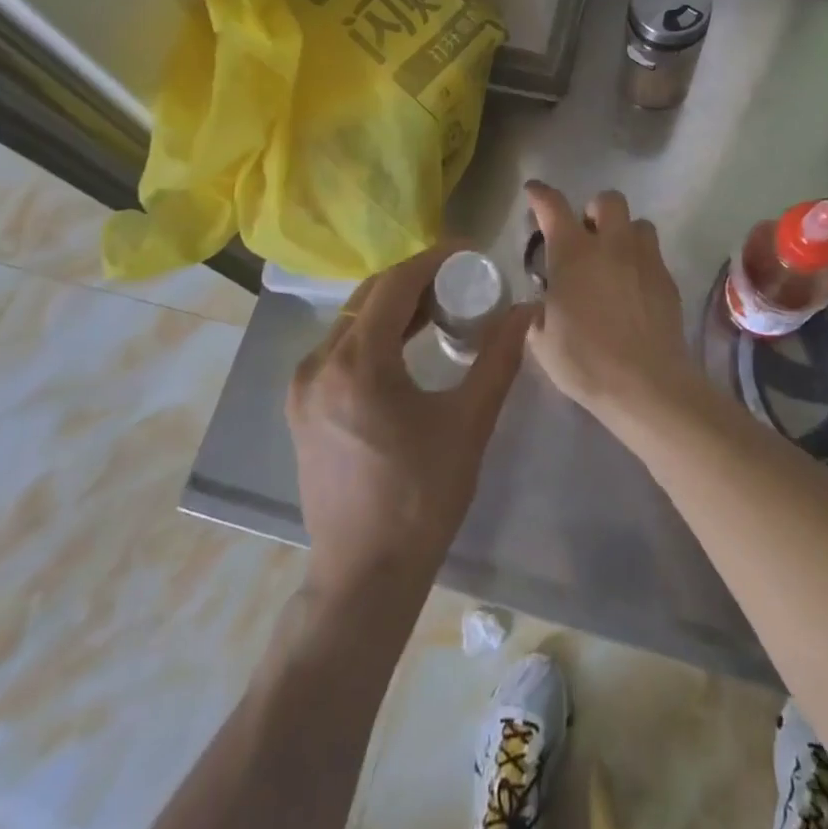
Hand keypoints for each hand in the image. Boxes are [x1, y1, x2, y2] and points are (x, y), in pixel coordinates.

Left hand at [286, 244, 531, 600]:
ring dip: (395, 305)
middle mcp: (319, 364)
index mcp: (356, 364)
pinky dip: (375, 333)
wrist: (364, 576)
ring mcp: (303, 386)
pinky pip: (341, 347)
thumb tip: (525, 311)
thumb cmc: (421, 499)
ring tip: (441, 306)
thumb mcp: (468, 424)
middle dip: (416, 279)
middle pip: (370, 296)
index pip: (395, 284)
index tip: (470, 252)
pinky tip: (407, 343)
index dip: (434, 259)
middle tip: (462, 280)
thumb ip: (497, 359)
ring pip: (353, 320)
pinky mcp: (302, 406)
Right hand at [524, 181, 690, 417]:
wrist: (646, 384)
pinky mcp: (667, 280)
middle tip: (585, 235)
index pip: (553, 206)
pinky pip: (653, 255)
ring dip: (623, 233)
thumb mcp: (542, 340)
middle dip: (594, 210)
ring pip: (638, 223)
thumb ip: (537, 313)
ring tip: (614, 259)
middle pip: (608, 200)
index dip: (540, 195)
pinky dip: (640, 261)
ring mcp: (644, 260)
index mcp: (573, 253)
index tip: (533, 192)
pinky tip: (632, 288)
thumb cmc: (585, 361)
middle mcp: (611, 245)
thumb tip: (539, 306)